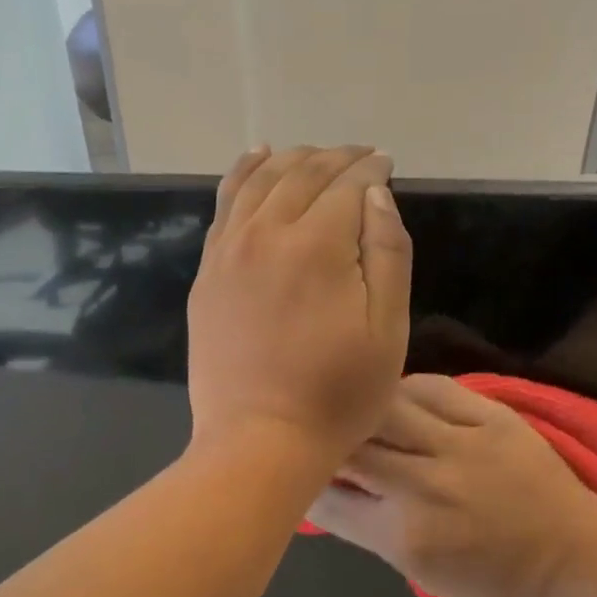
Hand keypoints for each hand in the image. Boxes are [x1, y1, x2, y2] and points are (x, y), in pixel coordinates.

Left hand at [188, 145, 411, 465]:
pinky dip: (244, 174)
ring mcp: (229, 252)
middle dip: (337, 158)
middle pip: (303, 174)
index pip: (348, 185)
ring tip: (315, 155)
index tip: (387, 163)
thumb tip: (376, 194)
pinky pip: (225, 206)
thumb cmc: (337, 396)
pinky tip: (257, 161)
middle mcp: (267, 234)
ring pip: (260, 181)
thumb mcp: (387, 332)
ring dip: (292, 159)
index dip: (372, 169)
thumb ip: (388, 254)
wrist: (259, 442)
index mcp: (317, 245)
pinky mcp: (208, 274)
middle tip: (360, 157)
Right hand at [308, 375, 596, 596]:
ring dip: (360, 408)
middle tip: (319, 435)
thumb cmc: (494, 578)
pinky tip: (398, 394)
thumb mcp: (419, 570)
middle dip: (324, 442)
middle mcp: (422, 485)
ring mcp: (458, 445)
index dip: (305, 485)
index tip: (301, 475)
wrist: (572, 557)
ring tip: (354, 408)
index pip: (328, 501)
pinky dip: (406, 388)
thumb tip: (329, 489)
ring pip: (384, 408)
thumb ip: (369, 528)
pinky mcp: (491, 417)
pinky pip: (433, 387)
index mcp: (402, 536)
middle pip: (349, 448)